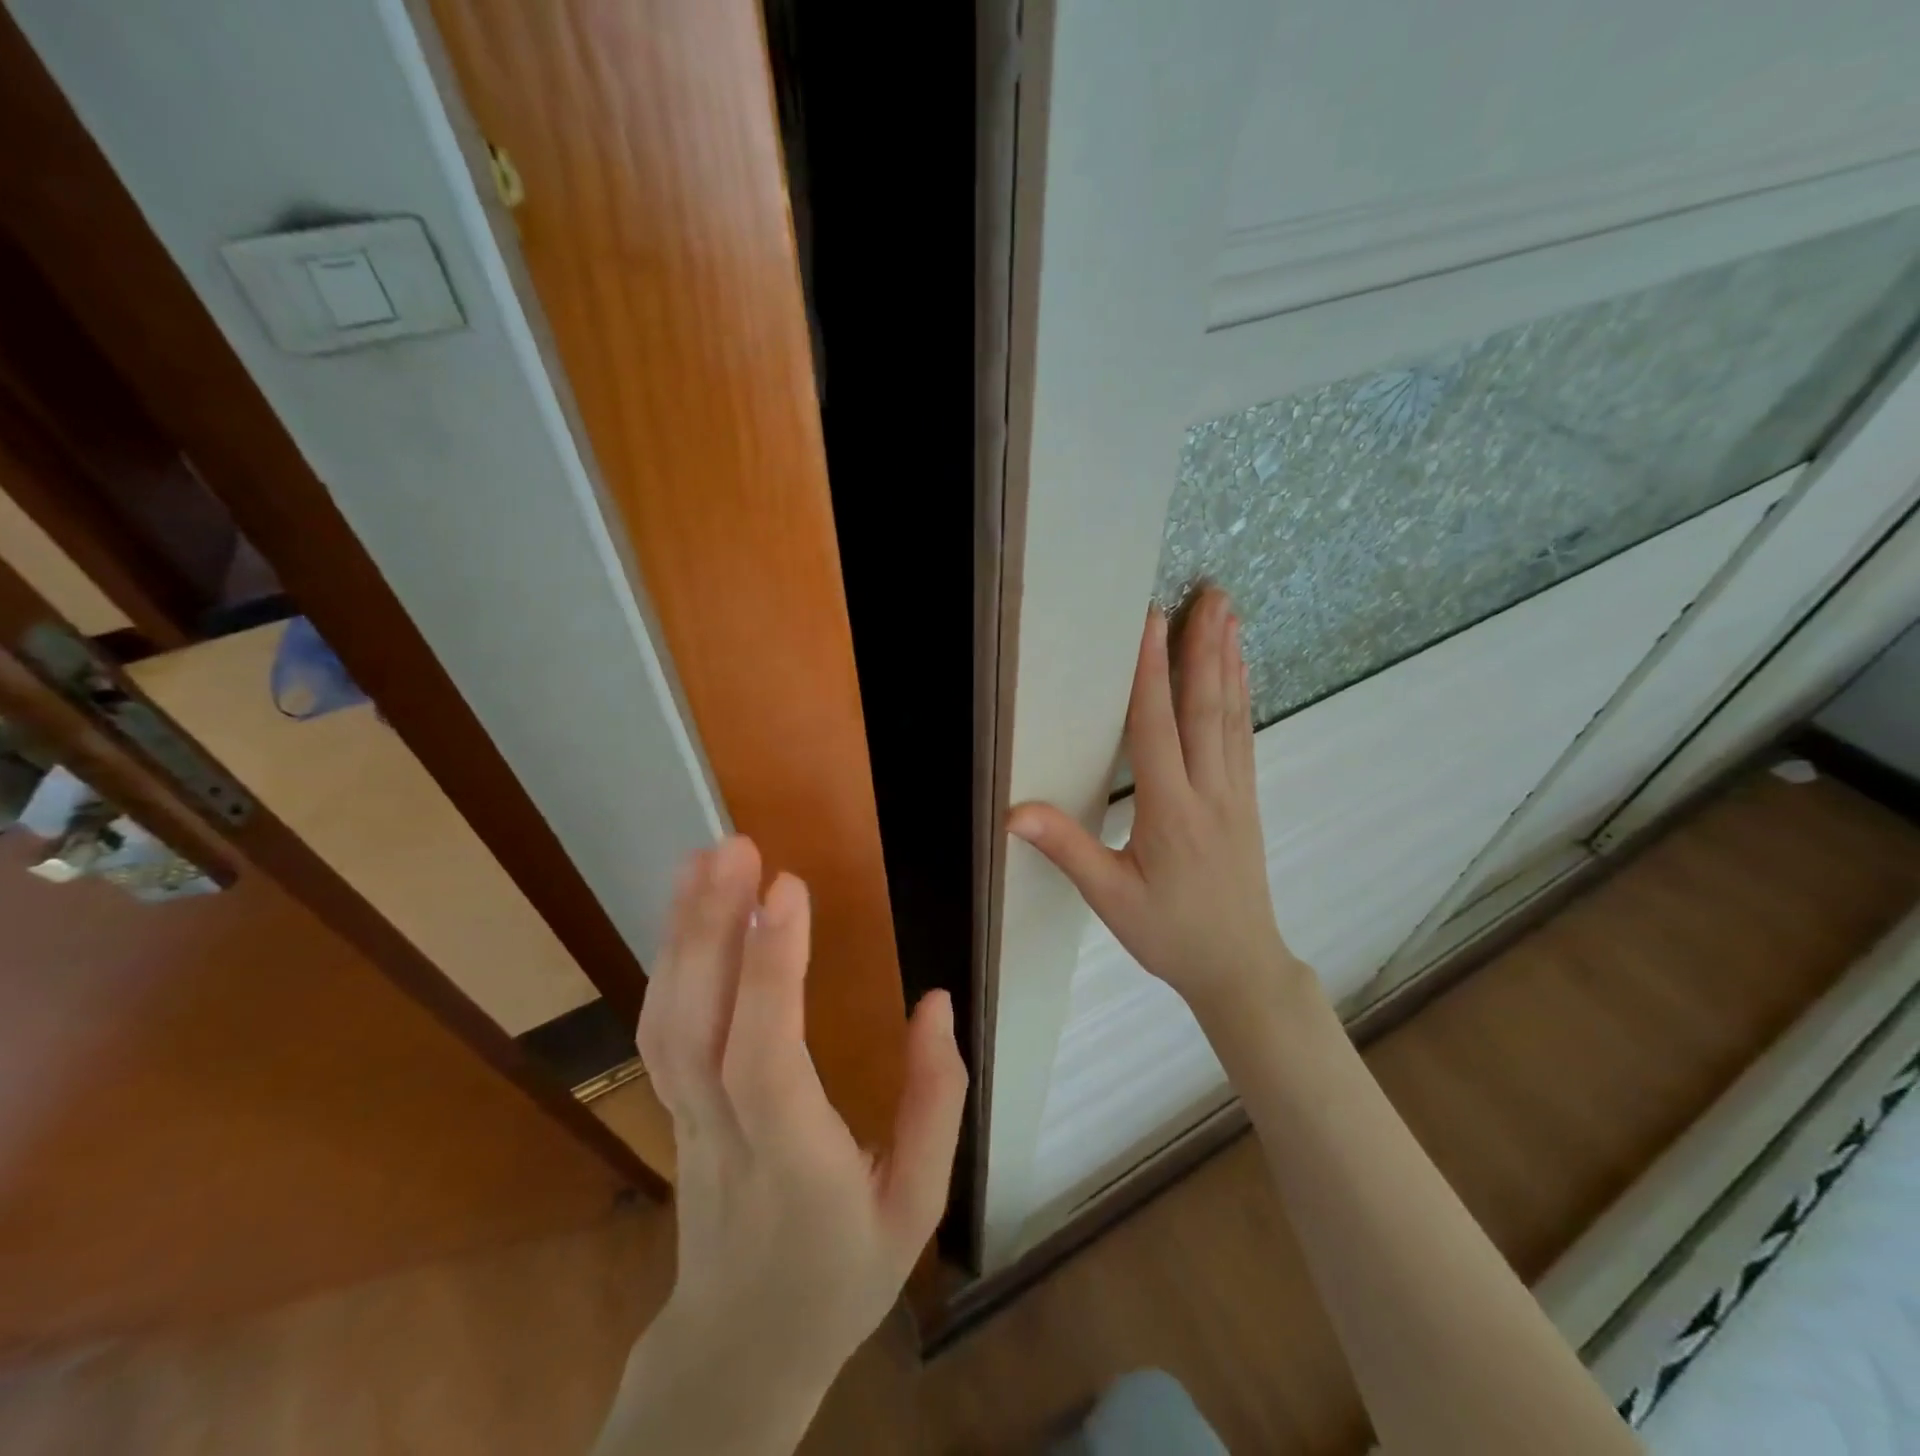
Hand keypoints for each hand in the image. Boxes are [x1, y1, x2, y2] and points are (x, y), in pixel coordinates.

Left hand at [601, 836, 967, 1455]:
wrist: (741, 1351)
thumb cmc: (842, 1275)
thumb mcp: (919, 1208)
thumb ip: (934, 1103)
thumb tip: (938, 1002)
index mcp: (793, 1164)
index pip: (765, 1058)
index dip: (771, 970)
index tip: (788, 886)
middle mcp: (724, 1135)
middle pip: (695, 1027)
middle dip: (710, 927)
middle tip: (735, 846)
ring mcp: (685, 1122)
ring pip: (665, 1023)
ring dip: (682, 933)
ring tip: (705, 860)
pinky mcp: (675, 1110)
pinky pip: (660, 1032)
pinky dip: (670, 962)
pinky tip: (691, 914)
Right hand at [1008, 588, 1307, 1022]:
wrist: (1240, 967)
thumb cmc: (1170, 934)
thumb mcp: (1111, 898)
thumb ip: (1067, 850)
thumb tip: (1014, 812)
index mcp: (1171, 810)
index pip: (1157, 726)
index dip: (1151, 671)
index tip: (1151, 619)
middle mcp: (1209, 790)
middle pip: (1205, 707)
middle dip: (1204, 646)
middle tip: (1211, 592)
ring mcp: (1235, 793)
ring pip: (1231, 716)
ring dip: (1228, 661)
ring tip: (1230, 614)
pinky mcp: (1246, 801)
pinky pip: (1244, 738)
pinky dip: (1241, 697)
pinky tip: (1241, 673)